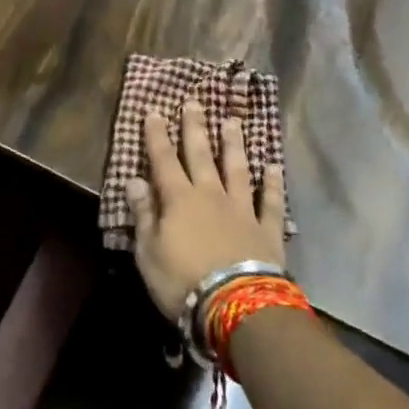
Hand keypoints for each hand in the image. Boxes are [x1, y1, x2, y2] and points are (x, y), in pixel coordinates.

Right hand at [125, 100, 285, 321]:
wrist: (236, 306)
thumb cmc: (182, 281)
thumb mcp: (148, 252)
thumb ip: (143, 214)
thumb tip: (134, 180)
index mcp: (179, 200)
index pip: (164, 160)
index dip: (157, 136)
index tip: (155, 111)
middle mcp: (210, 195)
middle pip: (201, 155)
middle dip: (195, 127)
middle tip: (194, 102)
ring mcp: (241, 210)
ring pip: (236, 169)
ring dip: (233, 145)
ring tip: (232, 122)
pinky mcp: (267, 230)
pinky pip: (269, 201)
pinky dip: (272, 184)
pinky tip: (274, 166)